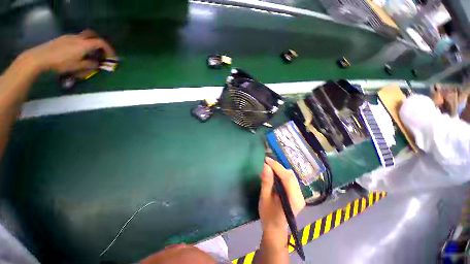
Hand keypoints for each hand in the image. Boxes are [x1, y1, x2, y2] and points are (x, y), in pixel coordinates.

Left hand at [21, 30, 114, 76]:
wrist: (40, 57)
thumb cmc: (60, 63)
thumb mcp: (77, 66)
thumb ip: (89, 64)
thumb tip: (96, 64)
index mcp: (84, 44)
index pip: (101, 43)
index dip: (108, 49)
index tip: (111, 57)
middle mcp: (78, 38)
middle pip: (92, 35)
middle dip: (99, 41)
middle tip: (101, 50)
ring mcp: (69, 37)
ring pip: (83, 37)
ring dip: (89, 43)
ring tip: (88, 53)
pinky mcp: (62, 39)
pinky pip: (76, 39)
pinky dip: (81, 44)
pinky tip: (77, 52)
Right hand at [259, 157, 305, 232]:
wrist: (275, 229)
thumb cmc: (268, 216)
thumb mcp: (264, 199)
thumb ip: (266, 182)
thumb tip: (265, 166)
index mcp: (293, 200)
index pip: (287, 178)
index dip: (277, 167)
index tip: (266, 159)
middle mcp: (300, 196)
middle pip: (291, 176)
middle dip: (278, 167)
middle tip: (266, 163)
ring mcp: (300, 195)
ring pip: (291, 176)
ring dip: (280, 170)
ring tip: (269, 168)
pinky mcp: (297, 194)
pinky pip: (290, 179)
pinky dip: (282, 174)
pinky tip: (274, 174)